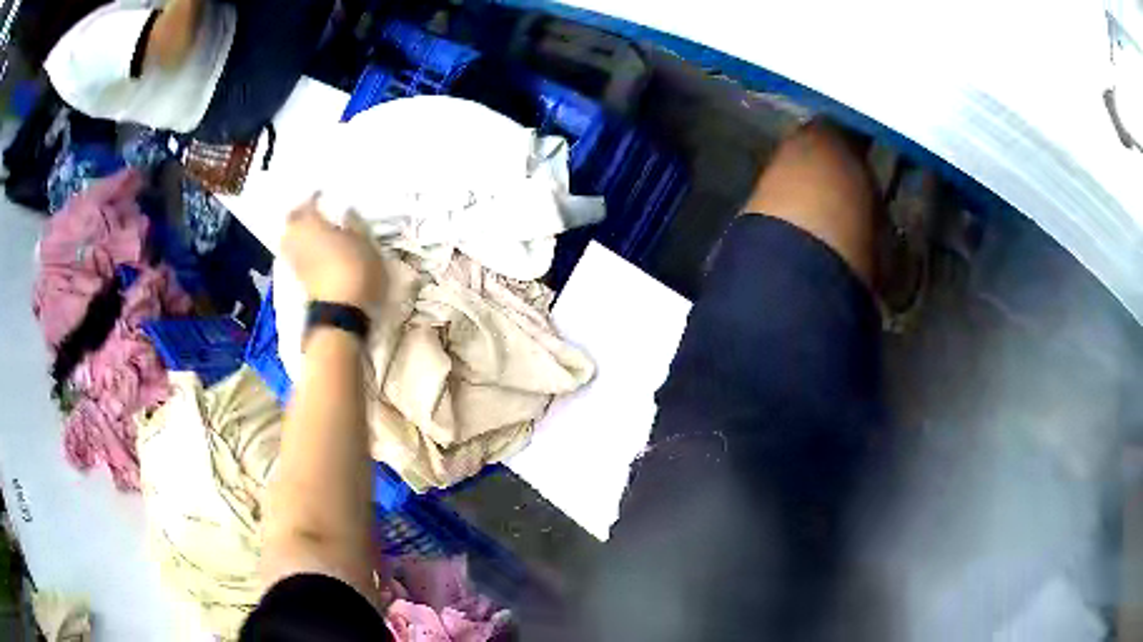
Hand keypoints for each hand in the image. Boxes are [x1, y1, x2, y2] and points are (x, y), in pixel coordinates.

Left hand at [282, 195, 384, 308]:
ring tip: (317, 232)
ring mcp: (293, 260)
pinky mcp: (296, 279)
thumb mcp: (364, 241)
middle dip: (301, 215)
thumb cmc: (355, 268)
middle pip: (292, 220)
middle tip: (316, 212)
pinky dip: (304, 250)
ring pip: (292, 238)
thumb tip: (346, 212)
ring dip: (301, 233)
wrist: (341, 314)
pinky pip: (297, 255)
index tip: (325, 195)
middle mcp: (295, 237)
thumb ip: (354, 223)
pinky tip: (317, 251)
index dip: (317, 197)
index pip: (309, 201)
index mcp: (309, 221)